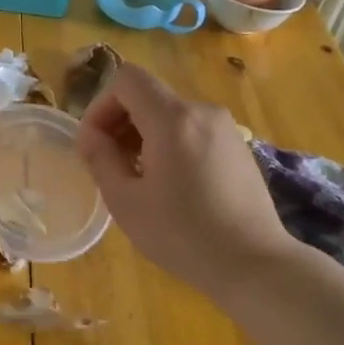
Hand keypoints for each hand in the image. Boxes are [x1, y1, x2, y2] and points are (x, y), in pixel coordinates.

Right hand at [75, 64, 299, 295]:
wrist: (254, 265)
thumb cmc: (182, 235)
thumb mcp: (125, 201)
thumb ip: (100, 158)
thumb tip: (90, 135)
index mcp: (172, 119)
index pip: (126, 79)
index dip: (100, 105)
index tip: (94, 143)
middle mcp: (201, 111)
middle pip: (148, 95)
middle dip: (119, 122)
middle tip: (109, 164)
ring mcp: (225, 128)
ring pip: (169, 113)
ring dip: (143, 135)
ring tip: (138, 177)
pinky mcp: (237, 147)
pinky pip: (191, 129)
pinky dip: (169, 143)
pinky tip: (170, 184)